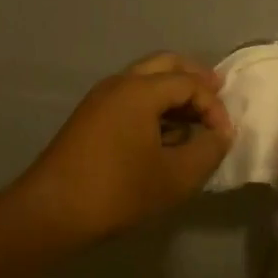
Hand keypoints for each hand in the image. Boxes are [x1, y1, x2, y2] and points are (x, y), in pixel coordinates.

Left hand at [10, 53, 233, 246]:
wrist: (52, 211)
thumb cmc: (118, 190)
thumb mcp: (176, 176)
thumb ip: (208, 150)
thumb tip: (220, 134)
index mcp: (140, 90)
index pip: (190, 83)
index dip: (215, 106)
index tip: (224, 137)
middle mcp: (118, 84)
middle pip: (165, 66)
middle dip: (194, 78)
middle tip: (218, 93)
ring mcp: (99, 99)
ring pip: (144, 82)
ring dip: (172, 94)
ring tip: (193, 122)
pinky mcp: (89, 119)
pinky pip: (129, 99)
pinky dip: (152, 107)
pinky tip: (164, 137)